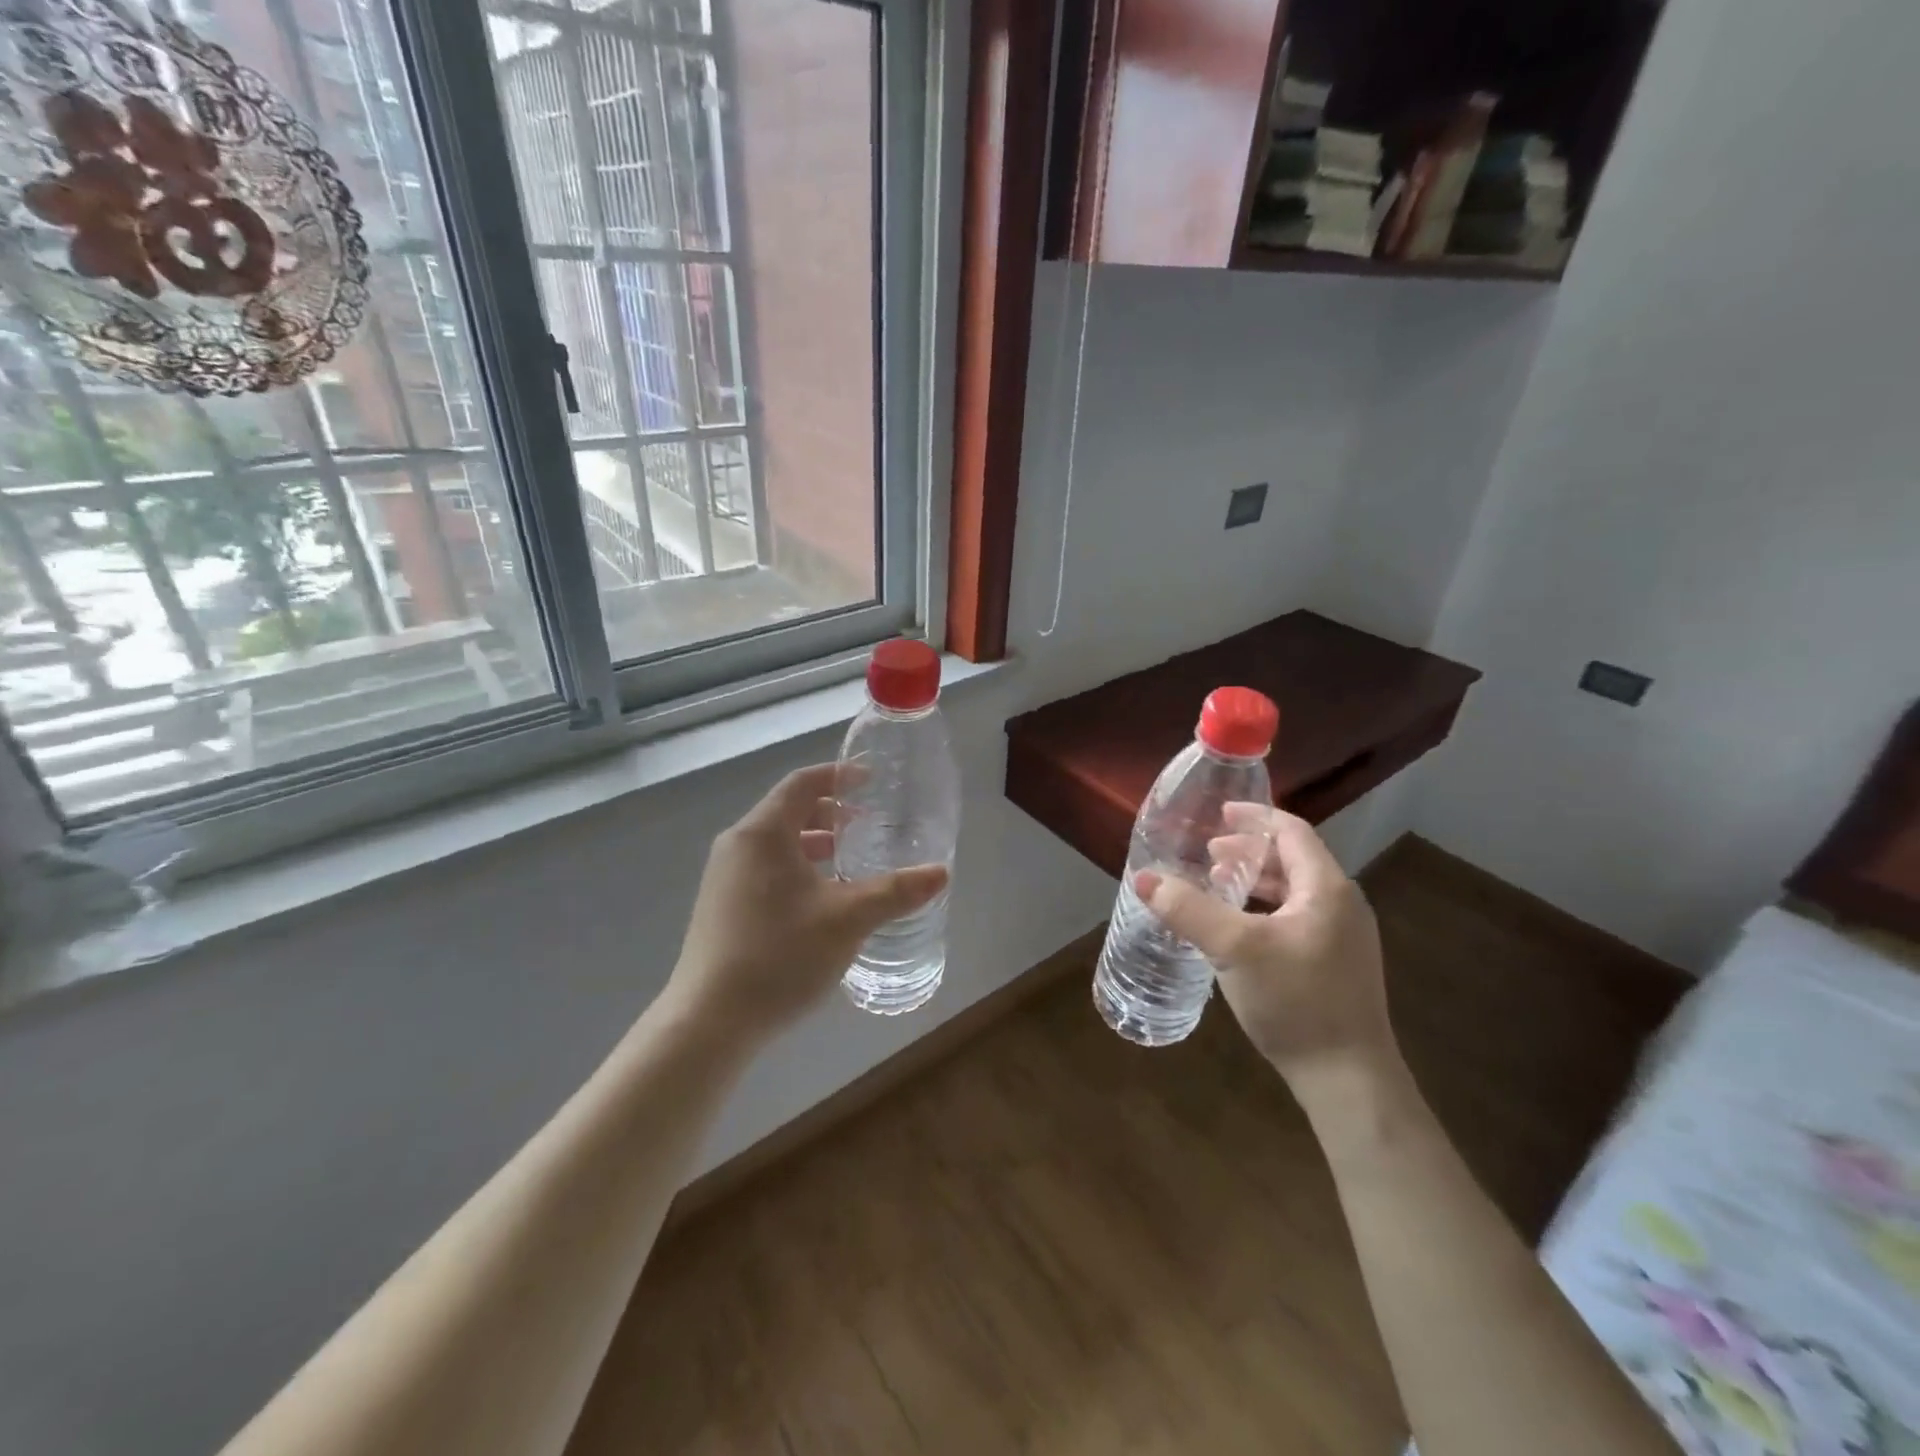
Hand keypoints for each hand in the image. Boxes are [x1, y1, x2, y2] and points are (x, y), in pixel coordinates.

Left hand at [663, 763, 948, 1047]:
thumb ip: (896, 891)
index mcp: (762, 833)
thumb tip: (941, 873)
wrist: (708, 1022)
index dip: (838, 776)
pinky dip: (797, 868)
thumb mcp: (848, 919)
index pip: (802, 783)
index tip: (871, 780)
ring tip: (850, 861)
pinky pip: (765, 869)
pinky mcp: (722, 908)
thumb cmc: (779, 955)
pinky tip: (821, 901)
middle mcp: (738, 846)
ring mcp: (724, 878)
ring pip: (777, 844)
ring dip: (815, 843)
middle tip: (868, 824)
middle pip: (788, 811)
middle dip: (830, 812)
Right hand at [1136, 804, 1397, 1092]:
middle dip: (1248, 852)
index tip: (1218, 814)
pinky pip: (1297, 918)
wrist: (1349, 1080)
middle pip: (1293, 860)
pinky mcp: (1337, 965)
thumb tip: (1144, 879)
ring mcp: (1344, 938)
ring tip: (1217, 886)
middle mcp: (1342, 905)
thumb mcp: (1234, 949)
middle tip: (1208, 855)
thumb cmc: (1295, 1000)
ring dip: (1255, 881)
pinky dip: (1265, 909)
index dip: (1254, 818)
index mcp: (1327, 888)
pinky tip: (1239, 931)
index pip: (1291, 832)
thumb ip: (1188, 909)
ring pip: (1295, 891)